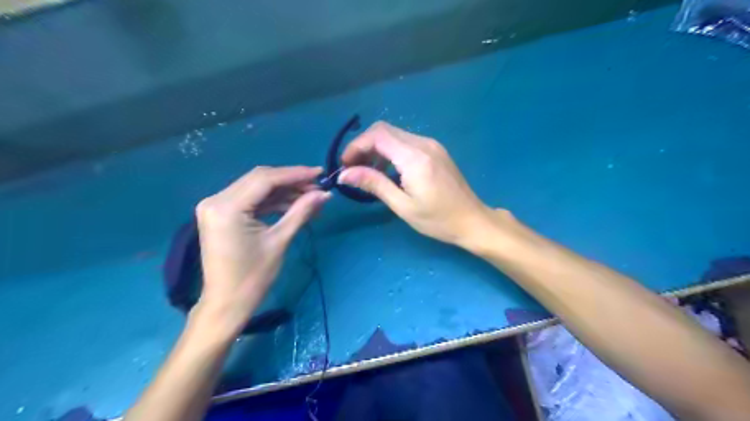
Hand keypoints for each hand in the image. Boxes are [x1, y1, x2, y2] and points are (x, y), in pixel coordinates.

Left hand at [193, 166, 329, 337]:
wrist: (227, 303)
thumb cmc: (253, 277)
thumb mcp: (280, 241)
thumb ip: (301, 212)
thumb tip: (325, 194)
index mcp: (227, 207)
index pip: (265, 179)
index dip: (295, 174)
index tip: (320, 172)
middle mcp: (216, 199)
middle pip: (260, 179)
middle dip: (291, 181)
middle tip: (317, 186)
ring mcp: (216, 206)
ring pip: (256, 188)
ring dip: (283, 191)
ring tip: (310, 198)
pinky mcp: (221, 213)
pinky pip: (250, 199)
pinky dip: (272, 201)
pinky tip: (293, 204)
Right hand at [340, 120, 495, 246]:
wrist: (472, 220)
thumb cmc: (438, 220)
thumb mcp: (403, 205)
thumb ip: (374, 184)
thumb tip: (344, 174)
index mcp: (415, 158)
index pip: (377, 135)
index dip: (356, 146)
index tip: (345, 166)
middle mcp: (423, 144)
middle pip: (384, 130)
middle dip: (363, 146)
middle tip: (353, 169)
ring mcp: (431, 145)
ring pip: (394, 135)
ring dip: (376, 149)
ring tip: (368, 173)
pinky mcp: (435, 150)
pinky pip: (406, 142)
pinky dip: (390, 152)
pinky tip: (388, 171)